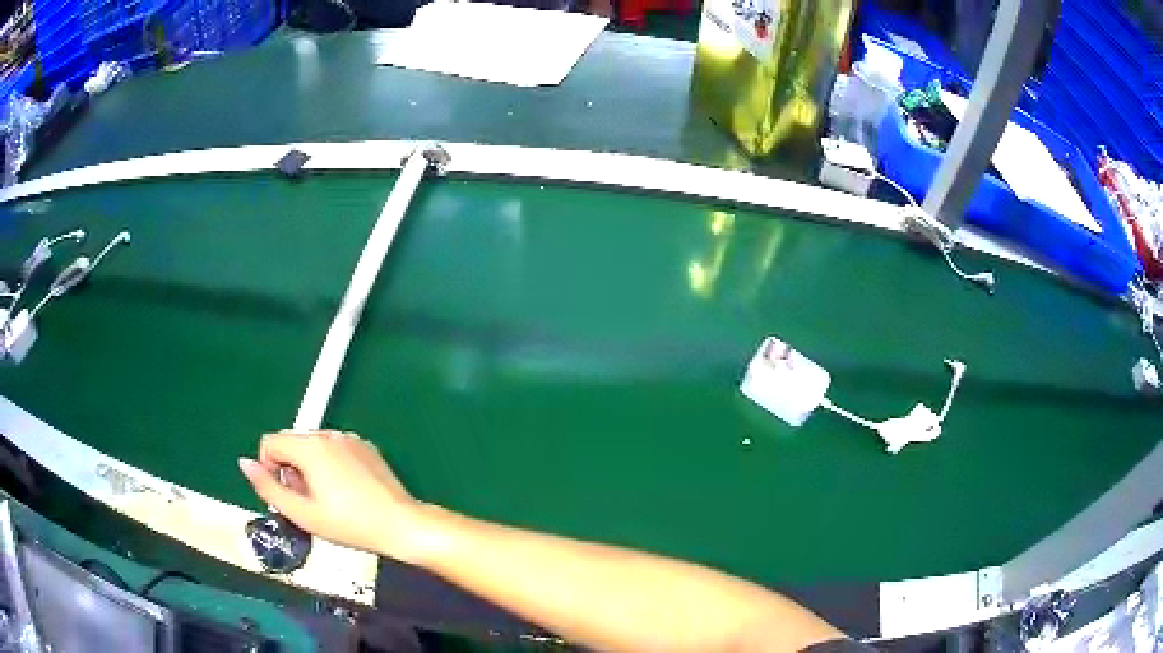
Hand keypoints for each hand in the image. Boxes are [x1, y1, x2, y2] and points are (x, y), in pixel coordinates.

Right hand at [239, 430, 424, 560]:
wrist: (400, 525)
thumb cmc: (349, 524)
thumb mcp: (301, 513)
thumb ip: (267, 488)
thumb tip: (244, 464)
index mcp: (309, 446)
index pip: (269, 442)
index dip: (269, 470)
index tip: (287, 496)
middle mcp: (328, 434)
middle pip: (291, 443)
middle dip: (289, 469)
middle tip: (307, 502)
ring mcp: (350, 438)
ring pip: (312, 446)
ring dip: (308, 467)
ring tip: (327, 500)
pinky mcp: (366, 447)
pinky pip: (334, 449)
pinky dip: (329, 464)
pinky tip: (345, 492)